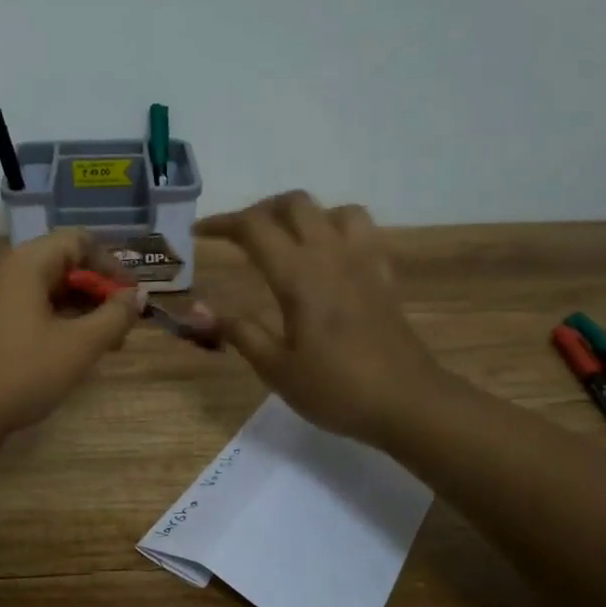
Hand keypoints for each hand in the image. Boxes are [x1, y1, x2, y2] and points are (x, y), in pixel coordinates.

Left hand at [0, 229, 143, 442]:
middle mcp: (3, 269)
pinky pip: (28, 305)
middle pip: (61, 263)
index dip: (111, 264)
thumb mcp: (80, 346)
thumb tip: (137, 296)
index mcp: (24, 263)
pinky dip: (56, 318)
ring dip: (80, 308)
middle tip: (122, 325)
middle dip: (97, 290)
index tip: (131, 297)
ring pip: (46, 287)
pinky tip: (72, 348)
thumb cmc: (22, 373)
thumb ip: (115, 316)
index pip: (77, 241)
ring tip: (105, 343)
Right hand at [194, 192, 439, 445]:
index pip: (254, 227)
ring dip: (303, 215)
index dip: (222, 223)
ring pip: (332, 209)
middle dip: (260, 211)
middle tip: (239, 237)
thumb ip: (238, 331)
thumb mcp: (276, 368)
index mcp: (298, 276)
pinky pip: (361, 230)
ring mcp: (362, 261)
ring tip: (285, 241)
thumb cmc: (336, 389)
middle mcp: (330, 255)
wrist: (408, 402)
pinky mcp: (383, 274)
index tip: (199, 232)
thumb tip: (197, 309)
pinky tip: (327, 256)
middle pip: (294, 204)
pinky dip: (336, 228)